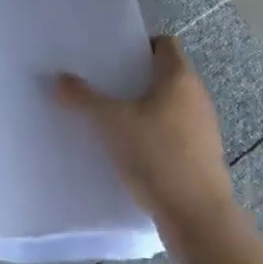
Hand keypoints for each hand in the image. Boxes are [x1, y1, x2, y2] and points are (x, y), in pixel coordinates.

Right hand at [56, 36, 238, 259]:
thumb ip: (84, 99)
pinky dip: (156, 136)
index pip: (165, 44)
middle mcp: (197, 97)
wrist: (198, 219)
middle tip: (106, 84)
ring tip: (114, 118)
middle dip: (137, 78)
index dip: (141, 45)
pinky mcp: (203, 158)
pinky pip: (176, 134)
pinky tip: (132, 151)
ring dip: (147, 109)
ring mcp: (204, 129)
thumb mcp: (112, 123)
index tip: (115, 56)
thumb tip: (58, 78)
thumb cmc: (157, 155)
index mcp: (179, 77)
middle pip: (166, 75)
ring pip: (171, 106)